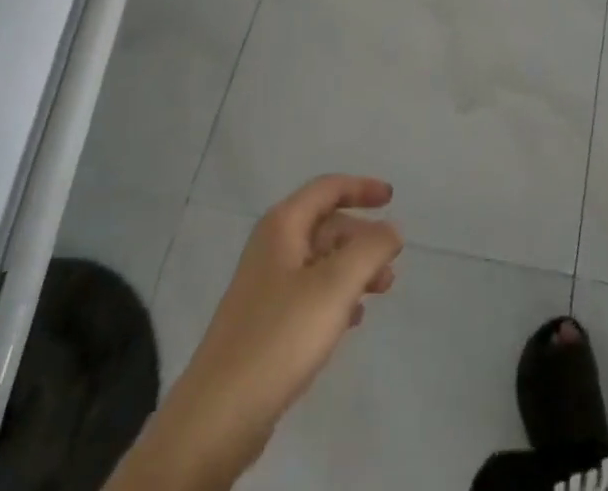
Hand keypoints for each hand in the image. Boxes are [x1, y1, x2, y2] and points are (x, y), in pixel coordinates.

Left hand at [132, 176, 402, 489]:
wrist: (216, 419)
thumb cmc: (279, 337)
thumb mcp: (335, 286)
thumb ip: (370, 249)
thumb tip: (391, 230)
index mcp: (282, 227)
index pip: (328, 188)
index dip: (362, 188)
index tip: (392, 198)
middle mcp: (271, 249)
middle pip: (326, 226)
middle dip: (362, 239)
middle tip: (391, 263)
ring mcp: (264, 288)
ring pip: (320, 263)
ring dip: (353, 270)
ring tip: (381, 291)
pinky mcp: (264, 325)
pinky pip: (309, 295)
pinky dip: (335, 298)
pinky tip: (351, 321)